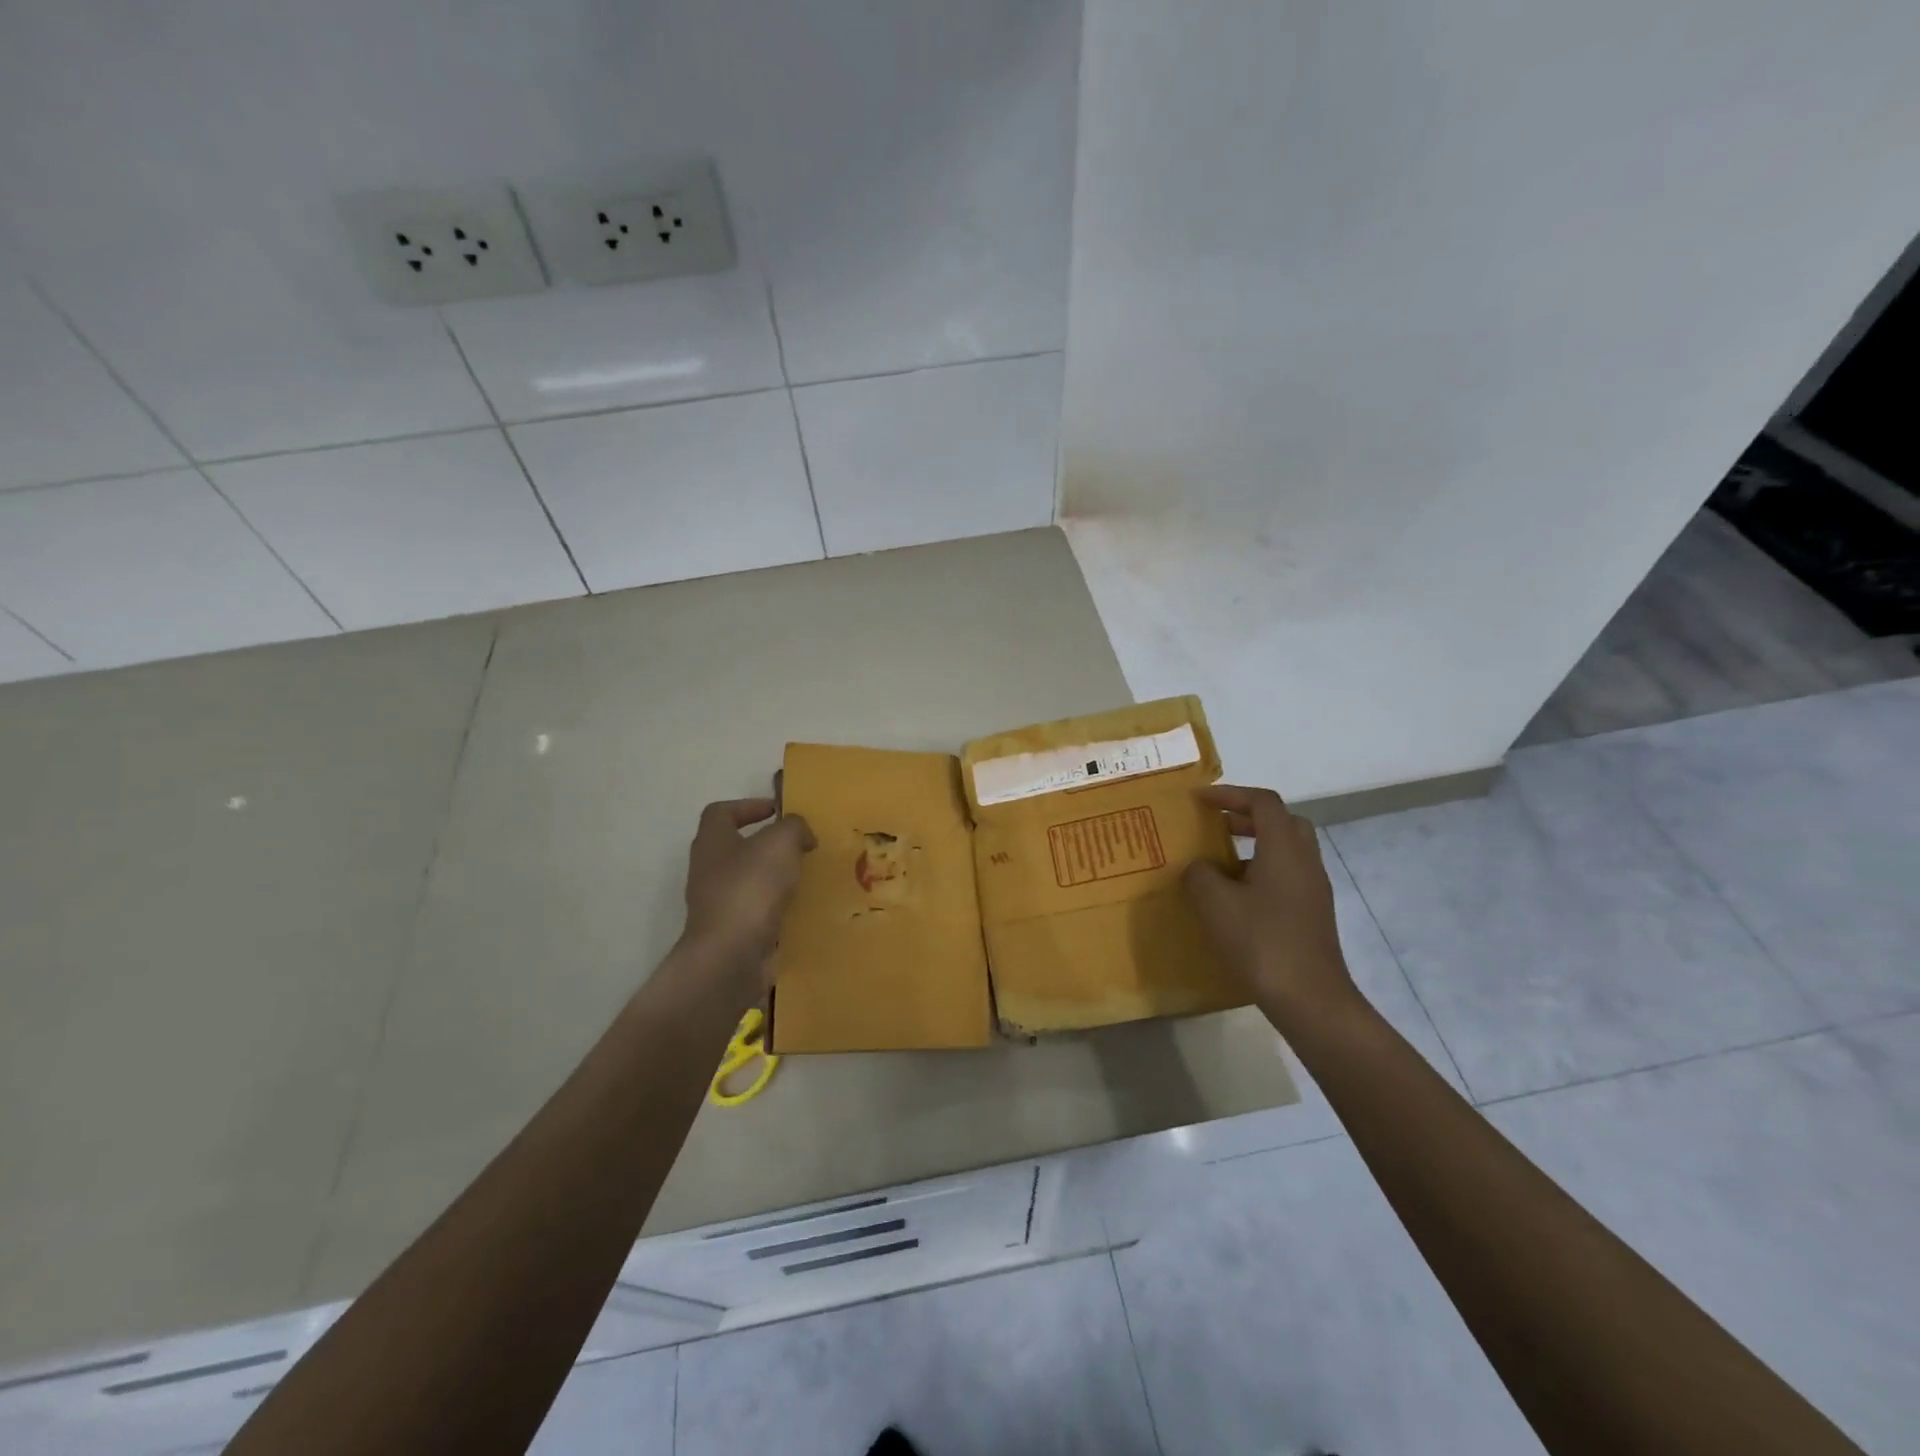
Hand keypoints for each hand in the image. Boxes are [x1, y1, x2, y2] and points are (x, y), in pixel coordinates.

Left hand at [679, 798, 815, 989]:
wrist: (731, 955)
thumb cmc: (751, 887)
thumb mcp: (781, 842)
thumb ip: (794, 828)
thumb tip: (801, 834)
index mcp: (712, 841)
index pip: (721, 812)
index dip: (748, 806)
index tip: (777, 811)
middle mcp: (707, 870)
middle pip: (734, 847)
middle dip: (765, 844)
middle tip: (798, 845)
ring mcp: (716, 904)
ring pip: (746, 880)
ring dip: (772, 877)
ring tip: (804, 876)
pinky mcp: (729, 932)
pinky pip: (755, 911)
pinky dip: (775, 906)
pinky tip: (799, 908)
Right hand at [1183, 785, 1359, 1028]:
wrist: (1310, 999)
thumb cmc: (1261, 942)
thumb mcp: (1215, 904)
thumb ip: (1200, 874)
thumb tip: (1200, 867)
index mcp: (1284, 849)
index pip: (1263, 803)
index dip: (1231, 795)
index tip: (1200, 801)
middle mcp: (1305, 862)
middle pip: (1283, 822)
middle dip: (1248, 817)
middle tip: (1217, 826)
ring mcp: (1314, 890)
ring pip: (1288, 850)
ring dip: (1256, 846)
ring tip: (1220, 863)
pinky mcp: (1313, 915)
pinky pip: (1288, 876)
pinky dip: (1263, 872)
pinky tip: (1237, 898)